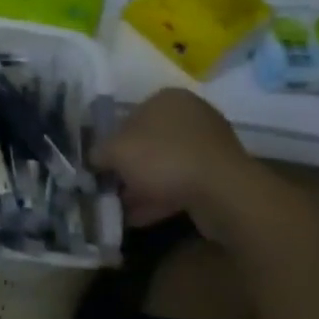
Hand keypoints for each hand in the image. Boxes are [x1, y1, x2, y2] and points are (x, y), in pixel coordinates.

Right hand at [93, 89, 260, 227]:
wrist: (223, 192)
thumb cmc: (164, 158)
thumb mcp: (116, 152)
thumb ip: (99, 152)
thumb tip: (95, 158)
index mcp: (167, 99)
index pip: (131, 116)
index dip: (113, 142)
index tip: (103, 165)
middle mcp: (192, 116)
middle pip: (150, 142)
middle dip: (130, 168)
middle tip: (112, 188)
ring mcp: (210, 146)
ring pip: (166, 166)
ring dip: (144, 187)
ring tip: (123, 209)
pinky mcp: (221, 175)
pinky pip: (183, 184)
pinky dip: (162, 198)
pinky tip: (141, 219)